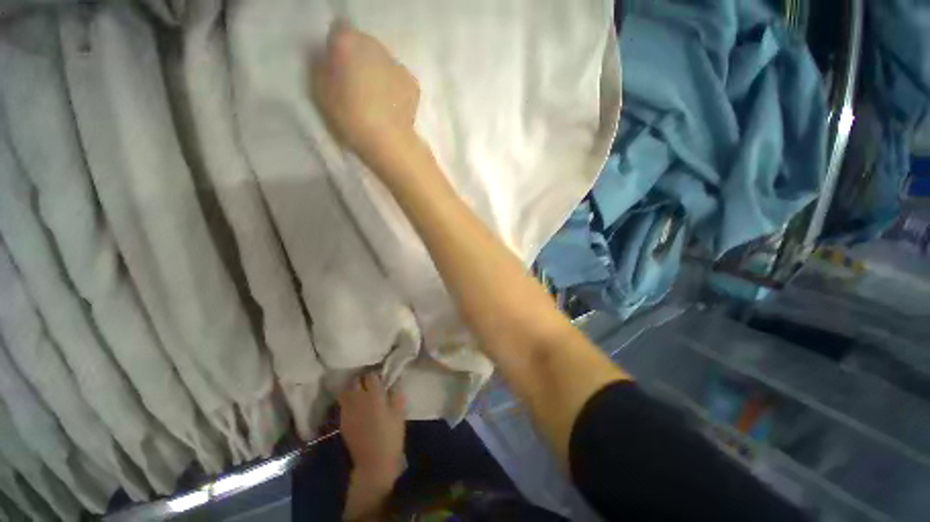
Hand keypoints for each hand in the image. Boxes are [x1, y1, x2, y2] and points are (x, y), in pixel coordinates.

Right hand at [311, 21, 420, 168]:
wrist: (388, 140)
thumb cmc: (350, 117)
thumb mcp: (321, 91)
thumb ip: (323, 67)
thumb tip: (330, 59)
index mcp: (348, 43)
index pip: (339, 30)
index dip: (338, 47)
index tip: (338, 66)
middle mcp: (374, 46)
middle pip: (364, 44)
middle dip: (360, 58)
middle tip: (357, 84)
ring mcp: (397, 64)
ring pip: (384, 61)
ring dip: (379, 72)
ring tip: (377, 98)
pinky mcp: (413, 82)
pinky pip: (399, 78)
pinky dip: (395, 87)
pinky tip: (392, 106)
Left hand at [339, 372, 405, 490]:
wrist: (374, 462)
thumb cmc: (391, 435)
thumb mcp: (400, 411)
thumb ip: (396, 392)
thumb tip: (395, 378)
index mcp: (374, 395)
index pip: (370, 375)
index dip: (376, 374)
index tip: (381, 377)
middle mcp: (358, 399)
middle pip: (355, 381)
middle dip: (362, 379)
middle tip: (370, 383)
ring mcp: (347, 410)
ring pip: (346, 391)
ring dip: (353, 388)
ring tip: (361, 392)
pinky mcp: (342, 421)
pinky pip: (343, 403)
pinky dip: (348, 400)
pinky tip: (356, 406)